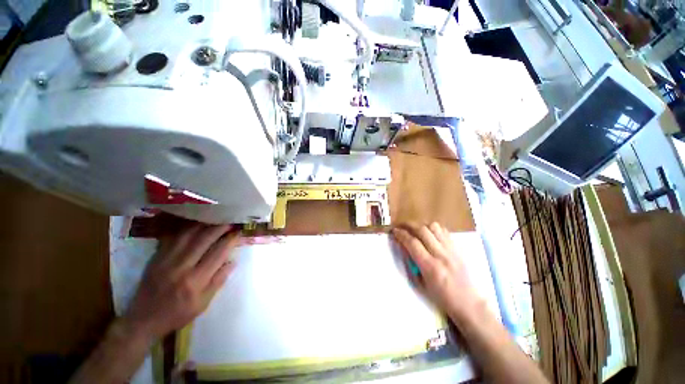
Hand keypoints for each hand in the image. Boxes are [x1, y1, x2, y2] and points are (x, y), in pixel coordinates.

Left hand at [123, 224, 240, 339]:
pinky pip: (173, 237)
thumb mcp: (203, 303)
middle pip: (204, 239)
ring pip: (188, 234)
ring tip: (215, 219)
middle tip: (230, 222)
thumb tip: (233, 261)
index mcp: (195, 281)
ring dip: (204, 225)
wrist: (143, 319)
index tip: (239, 232)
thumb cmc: (177, 313)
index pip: (218, 253)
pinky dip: (186, 228)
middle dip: (220, 228)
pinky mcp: (156, 257)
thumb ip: (219, 281)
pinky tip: (194, 224)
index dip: (231, 240)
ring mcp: (166, 260)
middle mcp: (181, 267)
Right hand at [392, 222, 481, 322]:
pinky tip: (430, 235)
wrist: (470, 303)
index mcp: (430, 267)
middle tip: (402, 227)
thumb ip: (411, 264)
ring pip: (434, 227)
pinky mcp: (458, 249)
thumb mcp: (421, 285)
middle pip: (422, 231)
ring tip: (417, 231)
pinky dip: (434, 229)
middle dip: (409, 226)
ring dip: (422, 226)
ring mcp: (451, 250)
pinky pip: (444, 232)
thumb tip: (404, 248)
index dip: (401, 234)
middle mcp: (441, 255)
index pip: (412, 243)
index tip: (395, 231)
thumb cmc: (442, 298)